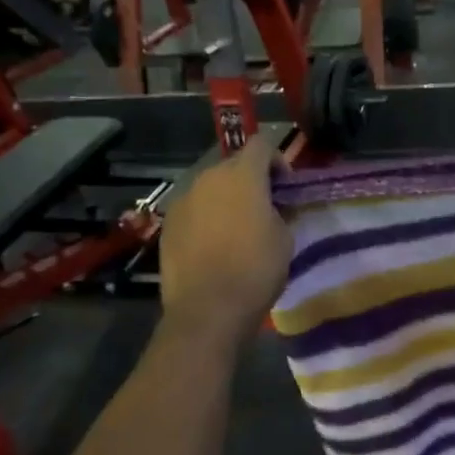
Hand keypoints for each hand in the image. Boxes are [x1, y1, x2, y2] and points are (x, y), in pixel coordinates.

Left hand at [159, 136, 291, 344]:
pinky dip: (207, 218)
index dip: (278, 159)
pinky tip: (214, 246)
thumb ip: (280, 211)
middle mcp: (208, 178)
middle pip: (234, 165)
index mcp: (242, 176)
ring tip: (237, 229)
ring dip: (227, 199)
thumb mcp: (285, 238)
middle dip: (251, 180)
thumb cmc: (256, 270)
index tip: (286, 186)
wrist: (207, 310)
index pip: (262, 144)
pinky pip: (194, 210)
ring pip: (211, 188)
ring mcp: (183, 200)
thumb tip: (273, 206)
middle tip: (265, 209)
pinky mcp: (168, 224)